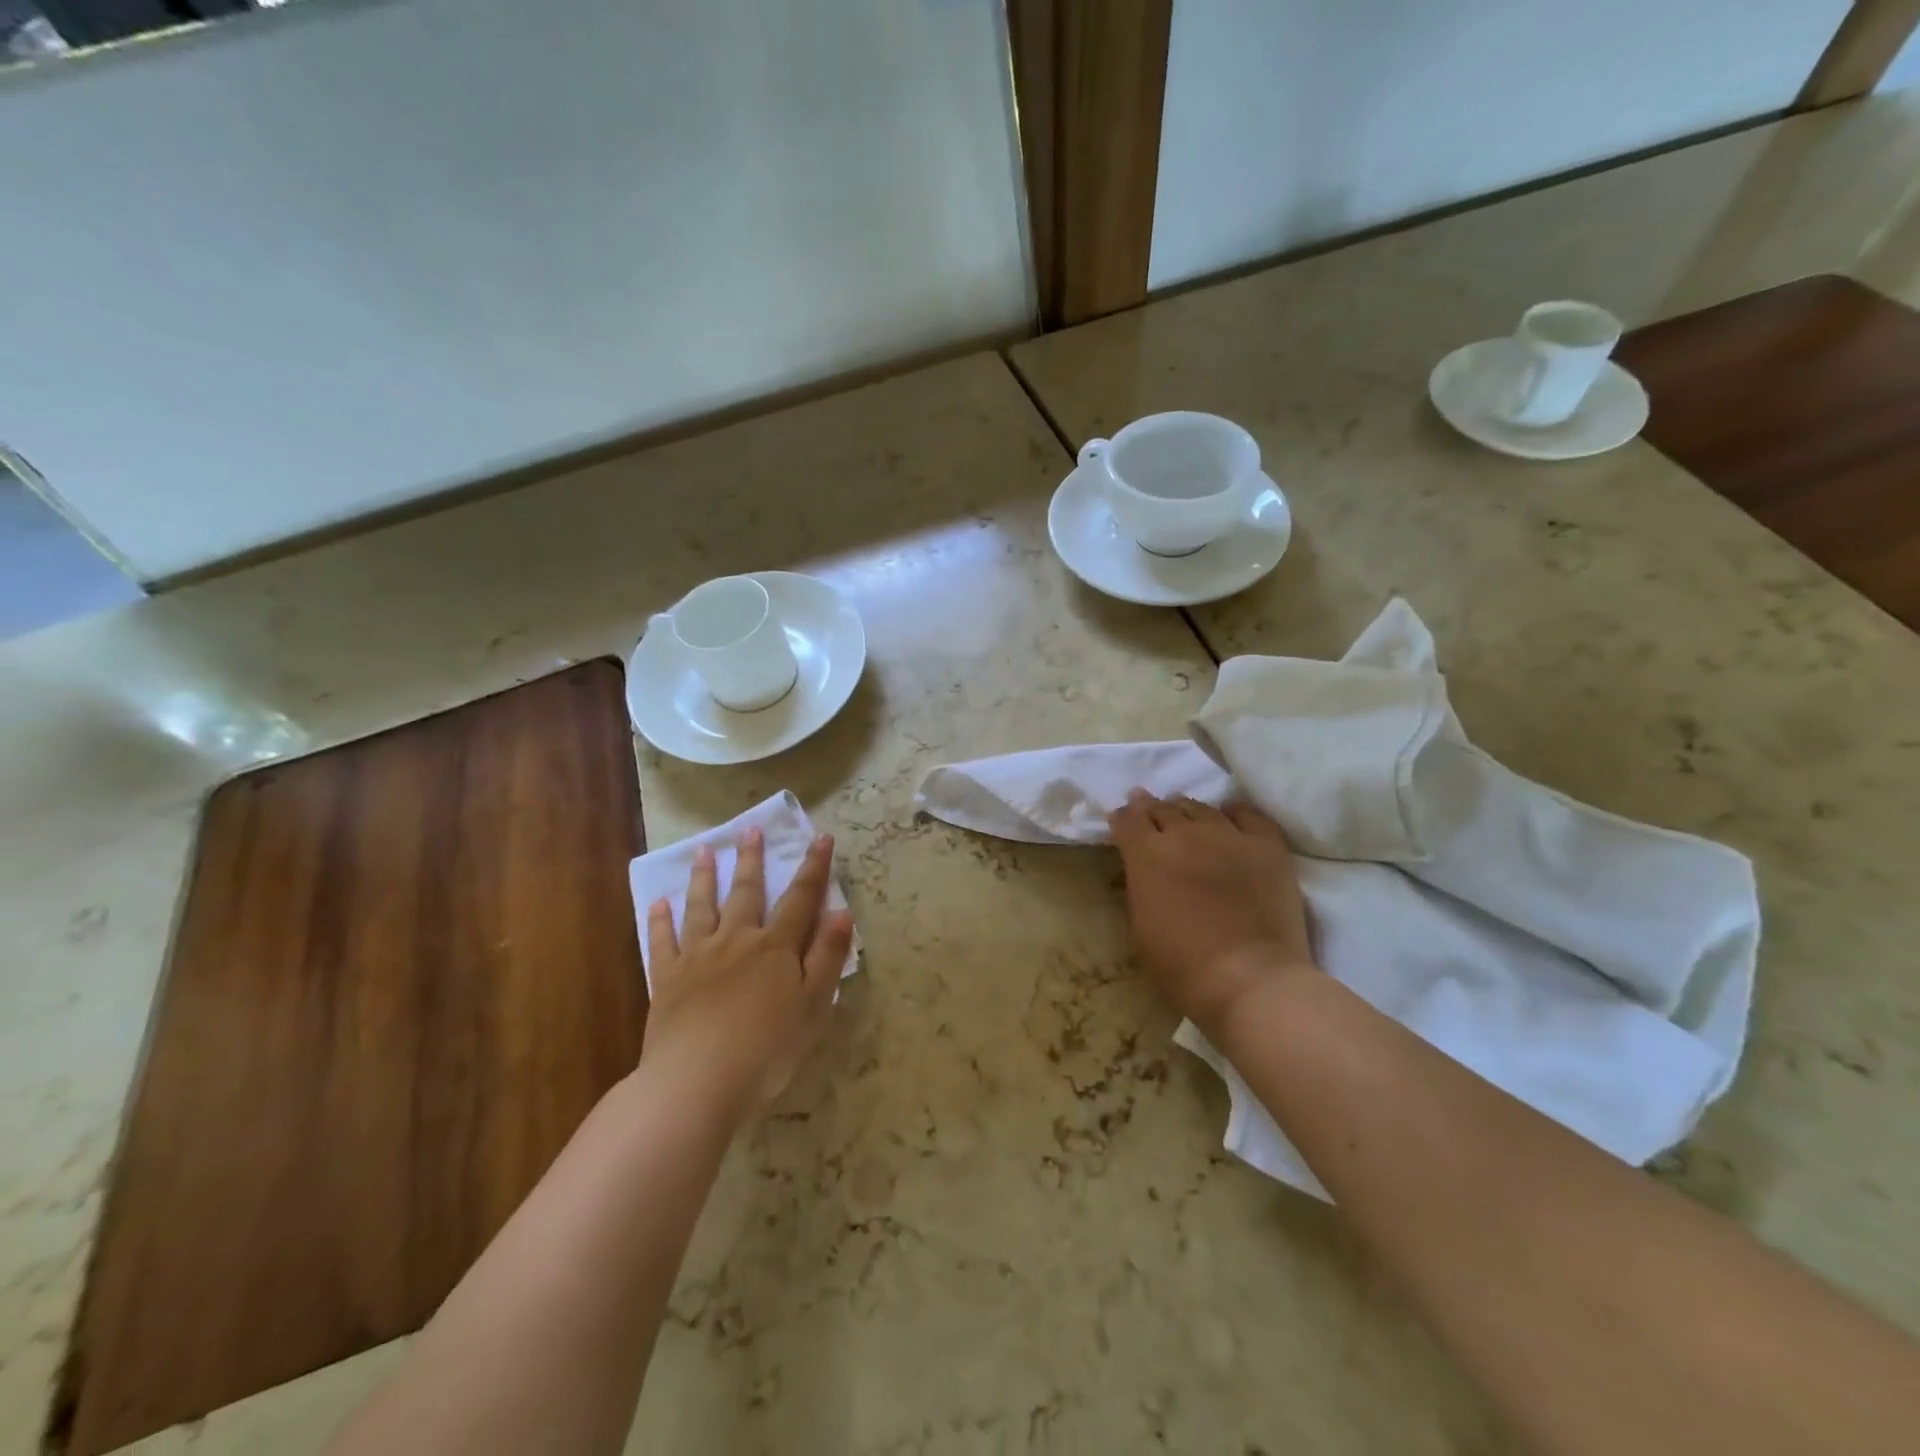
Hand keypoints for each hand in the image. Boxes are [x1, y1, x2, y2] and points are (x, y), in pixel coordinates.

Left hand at [643, 828, 853, 1126]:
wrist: (697, 1082)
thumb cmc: (767, 1048)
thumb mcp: (814, 1005)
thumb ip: (827, 956)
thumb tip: (841, 911)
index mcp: (776, 947)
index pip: (800, 898)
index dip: (813, 867)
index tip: (821, 837)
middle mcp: (736, 940)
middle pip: (746, 892)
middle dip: (750, 860)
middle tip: (749, 829)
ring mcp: (697, 957)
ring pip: (701, 907)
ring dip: (703, 878)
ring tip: (703, 851)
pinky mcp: (666, 980)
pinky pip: (662, 942)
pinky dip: (660, 921)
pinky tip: (658, 903)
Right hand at [1107, 792, 1317, 1037]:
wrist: (1250, 980)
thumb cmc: (1183, 966)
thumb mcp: (1140, 926)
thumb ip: (1140, 886)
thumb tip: (1142, 869)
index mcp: (1148, 855)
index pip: (1128, 819)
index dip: (1122, 818)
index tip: (1121, 821)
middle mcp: (1186, 834)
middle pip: (1163, 808)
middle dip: (1151, 810)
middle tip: (1149, 814)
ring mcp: (1230, 836)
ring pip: (1202, 808)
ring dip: (1188, 811)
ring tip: (1187, 817)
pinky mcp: (1267, 846)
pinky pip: (1248, 816)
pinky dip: (1233, 815)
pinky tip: (1229, 820)